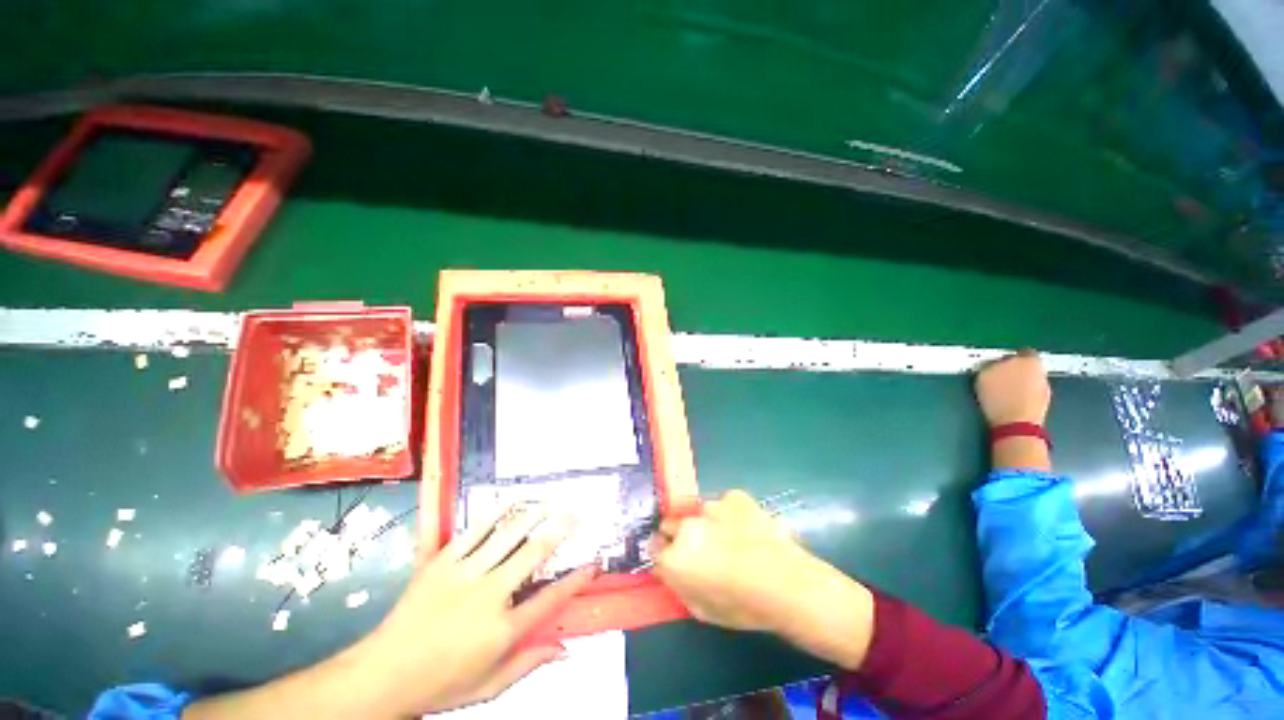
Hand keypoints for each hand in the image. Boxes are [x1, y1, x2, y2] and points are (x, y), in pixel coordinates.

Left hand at [353, 506, 594, 715]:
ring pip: (508, 535)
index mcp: (501, 630)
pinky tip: (512, 502)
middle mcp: (489, 596)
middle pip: (533, 554)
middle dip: (560, 530)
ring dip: (534, 514)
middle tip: (577, 513)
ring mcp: (464, 574)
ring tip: (553, 499)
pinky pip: (475, 531)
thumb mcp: (489, 687)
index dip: (575, 581)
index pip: (549, 600)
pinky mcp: (442, 562)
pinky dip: (496, 514)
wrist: (382, 675)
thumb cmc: (440, 684)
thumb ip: (529, 664)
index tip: (593, 565)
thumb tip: (566, 649)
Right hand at [652, 491, 874, 669]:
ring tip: (729, 538)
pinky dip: (729, 514)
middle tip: (699, 548)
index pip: (653, 547)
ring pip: (698, 512)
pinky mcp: (733, 496)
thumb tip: (672, 569)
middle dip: (678, 534)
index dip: (663, 553)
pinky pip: (723, 503)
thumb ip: (679, 585)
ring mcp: (710, 505)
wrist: (788, 584)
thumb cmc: (744, 606)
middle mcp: (686, 525)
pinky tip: (746, 528)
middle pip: (670, 523)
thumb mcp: (702, 609)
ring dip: (705, 523)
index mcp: (675, 557)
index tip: (672, 558)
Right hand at [974, 350, 1050, 427]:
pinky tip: (1010, 402)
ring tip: (1002, 392)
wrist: (1016, 425)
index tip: (995, 364)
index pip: (1020, 352)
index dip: (1006, 357)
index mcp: (1029, 360)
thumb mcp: (984, 376)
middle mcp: (1042, 371)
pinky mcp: (1043, 403)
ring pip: (1029, 380)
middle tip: (998, 377)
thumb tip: (993, 364)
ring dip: (1018, 384)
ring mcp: (1045, 388)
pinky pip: (1031, 393)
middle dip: (1015, 370)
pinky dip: (1022, 396)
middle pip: (1027, 366)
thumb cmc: (998, 398)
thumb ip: (991, 365)